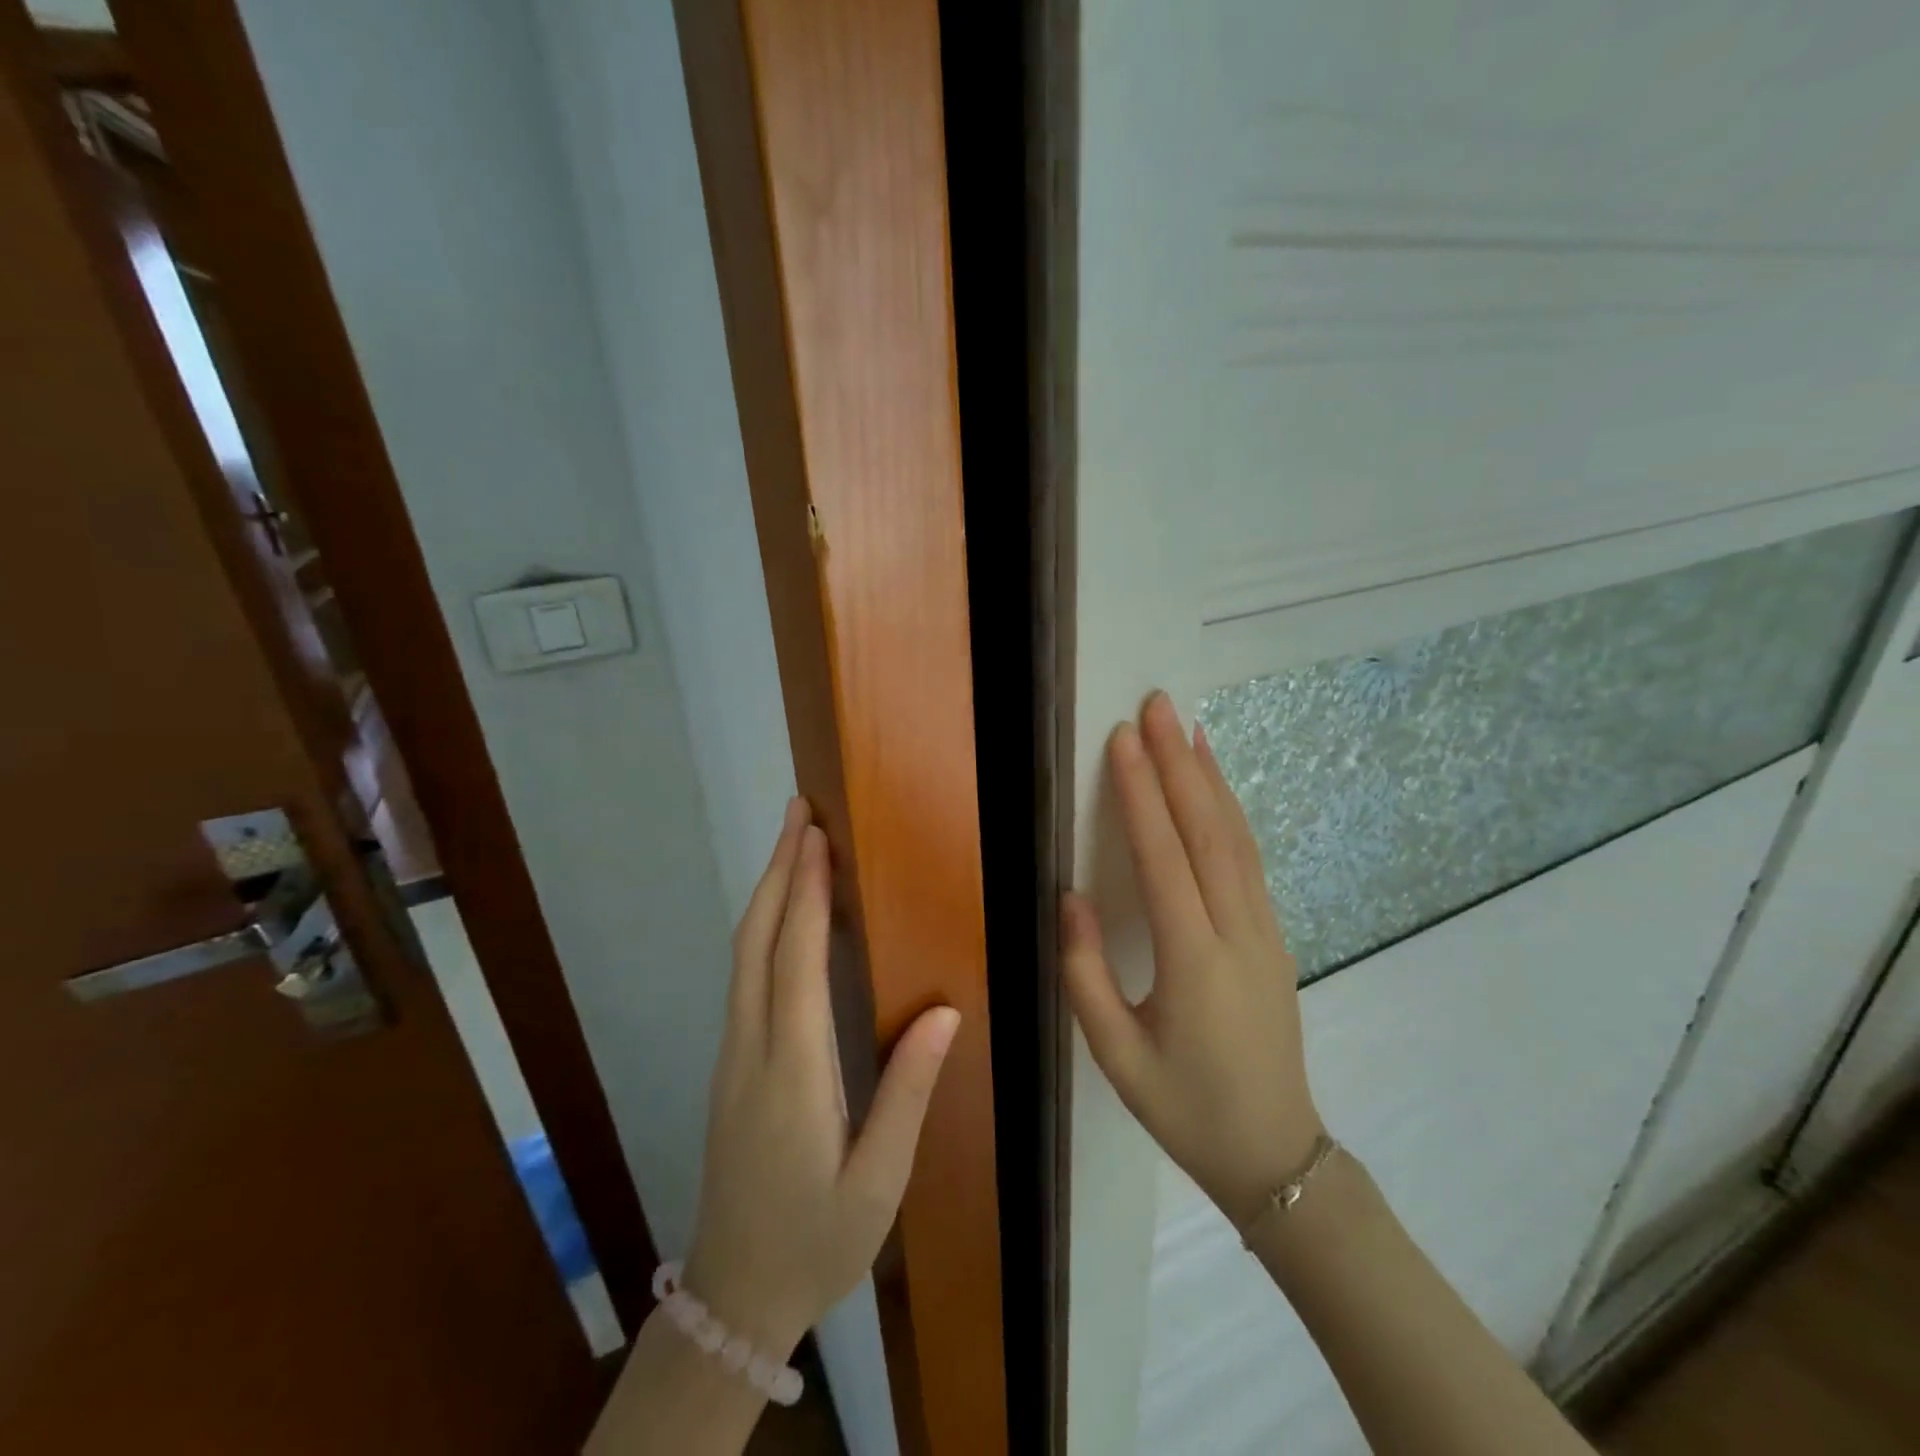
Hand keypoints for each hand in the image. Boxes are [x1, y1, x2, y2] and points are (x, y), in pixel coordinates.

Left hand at [682, 798, 960, 1353]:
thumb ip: (908, 1093)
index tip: (817, 836)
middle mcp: (752, 1049)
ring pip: (743, 955)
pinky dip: (764, 928)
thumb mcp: (877, 1182)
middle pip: (757, 941)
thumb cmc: (816, 1241)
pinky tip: (785, 916)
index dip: (807, 893)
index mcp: (792, 1072)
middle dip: (779, 871)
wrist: (733, 1297)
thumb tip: (945, 1013)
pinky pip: (744, 976)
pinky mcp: (730, 1064)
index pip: (797, 961)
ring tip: (794, 846)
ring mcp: (732, 1054)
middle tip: (799, 812)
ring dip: (769, 893)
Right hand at [1063, 692, 1323, 1225]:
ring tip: (1188, 727)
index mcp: (1194, 962)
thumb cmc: (1186, 1108)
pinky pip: (1249, 859)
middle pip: (1207, 831)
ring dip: (1210, 778)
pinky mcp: (1273, 934)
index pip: (1164, 859)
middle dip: (1179, 763)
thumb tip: (1068, 896)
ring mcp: (1264, 930)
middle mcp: (1237, 932)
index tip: (1123, 740)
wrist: (1277, 1153)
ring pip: (1237, 838)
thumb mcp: (1116, 1055)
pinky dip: (1231, 812)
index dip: (1141, 794)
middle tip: (1158, 705)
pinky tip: (1216, 788)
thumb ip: (1085, 973)